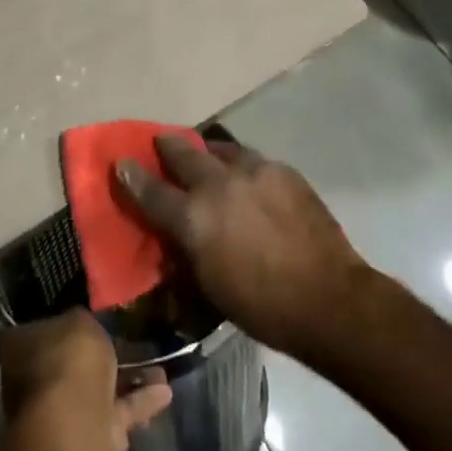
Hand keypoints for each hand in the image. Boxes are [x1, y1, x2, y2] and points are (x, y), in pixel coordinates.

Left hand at [0, 310, 172, 450]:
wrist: (76, 424)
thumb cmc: (66, 360)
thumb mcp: (78, 320)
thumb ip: (81, 322)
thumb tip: (79, 325)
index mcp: (18, 348)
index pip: (27, 331)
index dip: (49, 322)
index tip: (72, 315)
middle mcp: (35, 380)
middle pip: (65, 361)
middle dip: (92, 354)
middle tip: (120, 337)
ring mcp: (62, 411)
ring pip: (96, 388)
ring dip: (125, 377)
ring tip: (156, 362)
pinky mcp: (93, 436)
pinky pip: (119, 410)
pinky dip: (141, 401)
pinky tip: (166, 390)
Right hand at [117, 135, 368, 356]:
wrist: (330, 300)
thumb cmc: (263, 307)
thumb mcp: (210, 287)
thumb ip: (186, 252)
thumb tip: (176, 237)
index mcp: (194, 219)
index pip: (151, 191)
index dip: (132, 176)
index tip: (121, 162)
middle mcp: (218, 185)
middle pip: (183, 154)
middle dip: (167, 146)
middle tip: (161, 143)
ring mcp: (252, 172)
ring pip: (220, 149)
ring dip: (207, 152)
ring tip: (207, 156)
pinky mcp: (282, 171)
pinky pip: (252, 160)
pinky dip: (241, 165)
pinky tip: (247, 178)